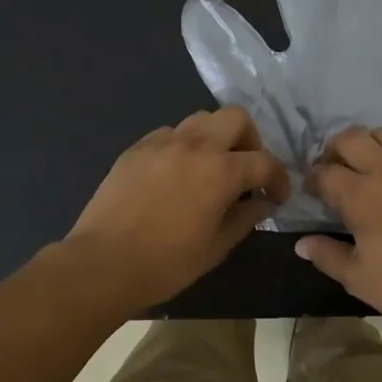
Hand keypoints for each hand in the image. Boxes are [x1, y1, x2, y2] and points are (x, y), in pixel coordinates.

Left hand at [64, 107, 289, 311]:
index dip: (278, 179)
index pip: (264, 162)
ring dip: (215, 138)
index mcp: (221, 171)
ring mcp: (161, 143)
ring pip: (200, 120)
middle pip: (235, 117)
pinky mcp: (136, 149)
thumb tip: (262, 203)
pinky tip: (176, 174)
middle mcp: (195, 146)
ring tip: (210, 168)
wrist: (103, 264)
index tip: (276, 197)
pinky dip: (182, 146)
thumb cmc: (166, 264)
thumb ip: (245, 219)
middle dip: (249, 139)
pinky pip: (169, 134)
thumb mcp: (216, 248)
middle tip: (245, 169)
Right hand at [296, 126, 381, 357]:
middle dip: (336, 151)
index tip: (313, 192)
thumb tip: (302, 243)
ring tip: (372, 165)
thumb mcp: (358, 279)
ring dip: (372, 145)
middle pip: (352, 138)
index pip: (325, 172)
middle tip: (337, 171)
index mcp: (361, 196)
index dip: (313, 180)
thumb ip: (326, 255)